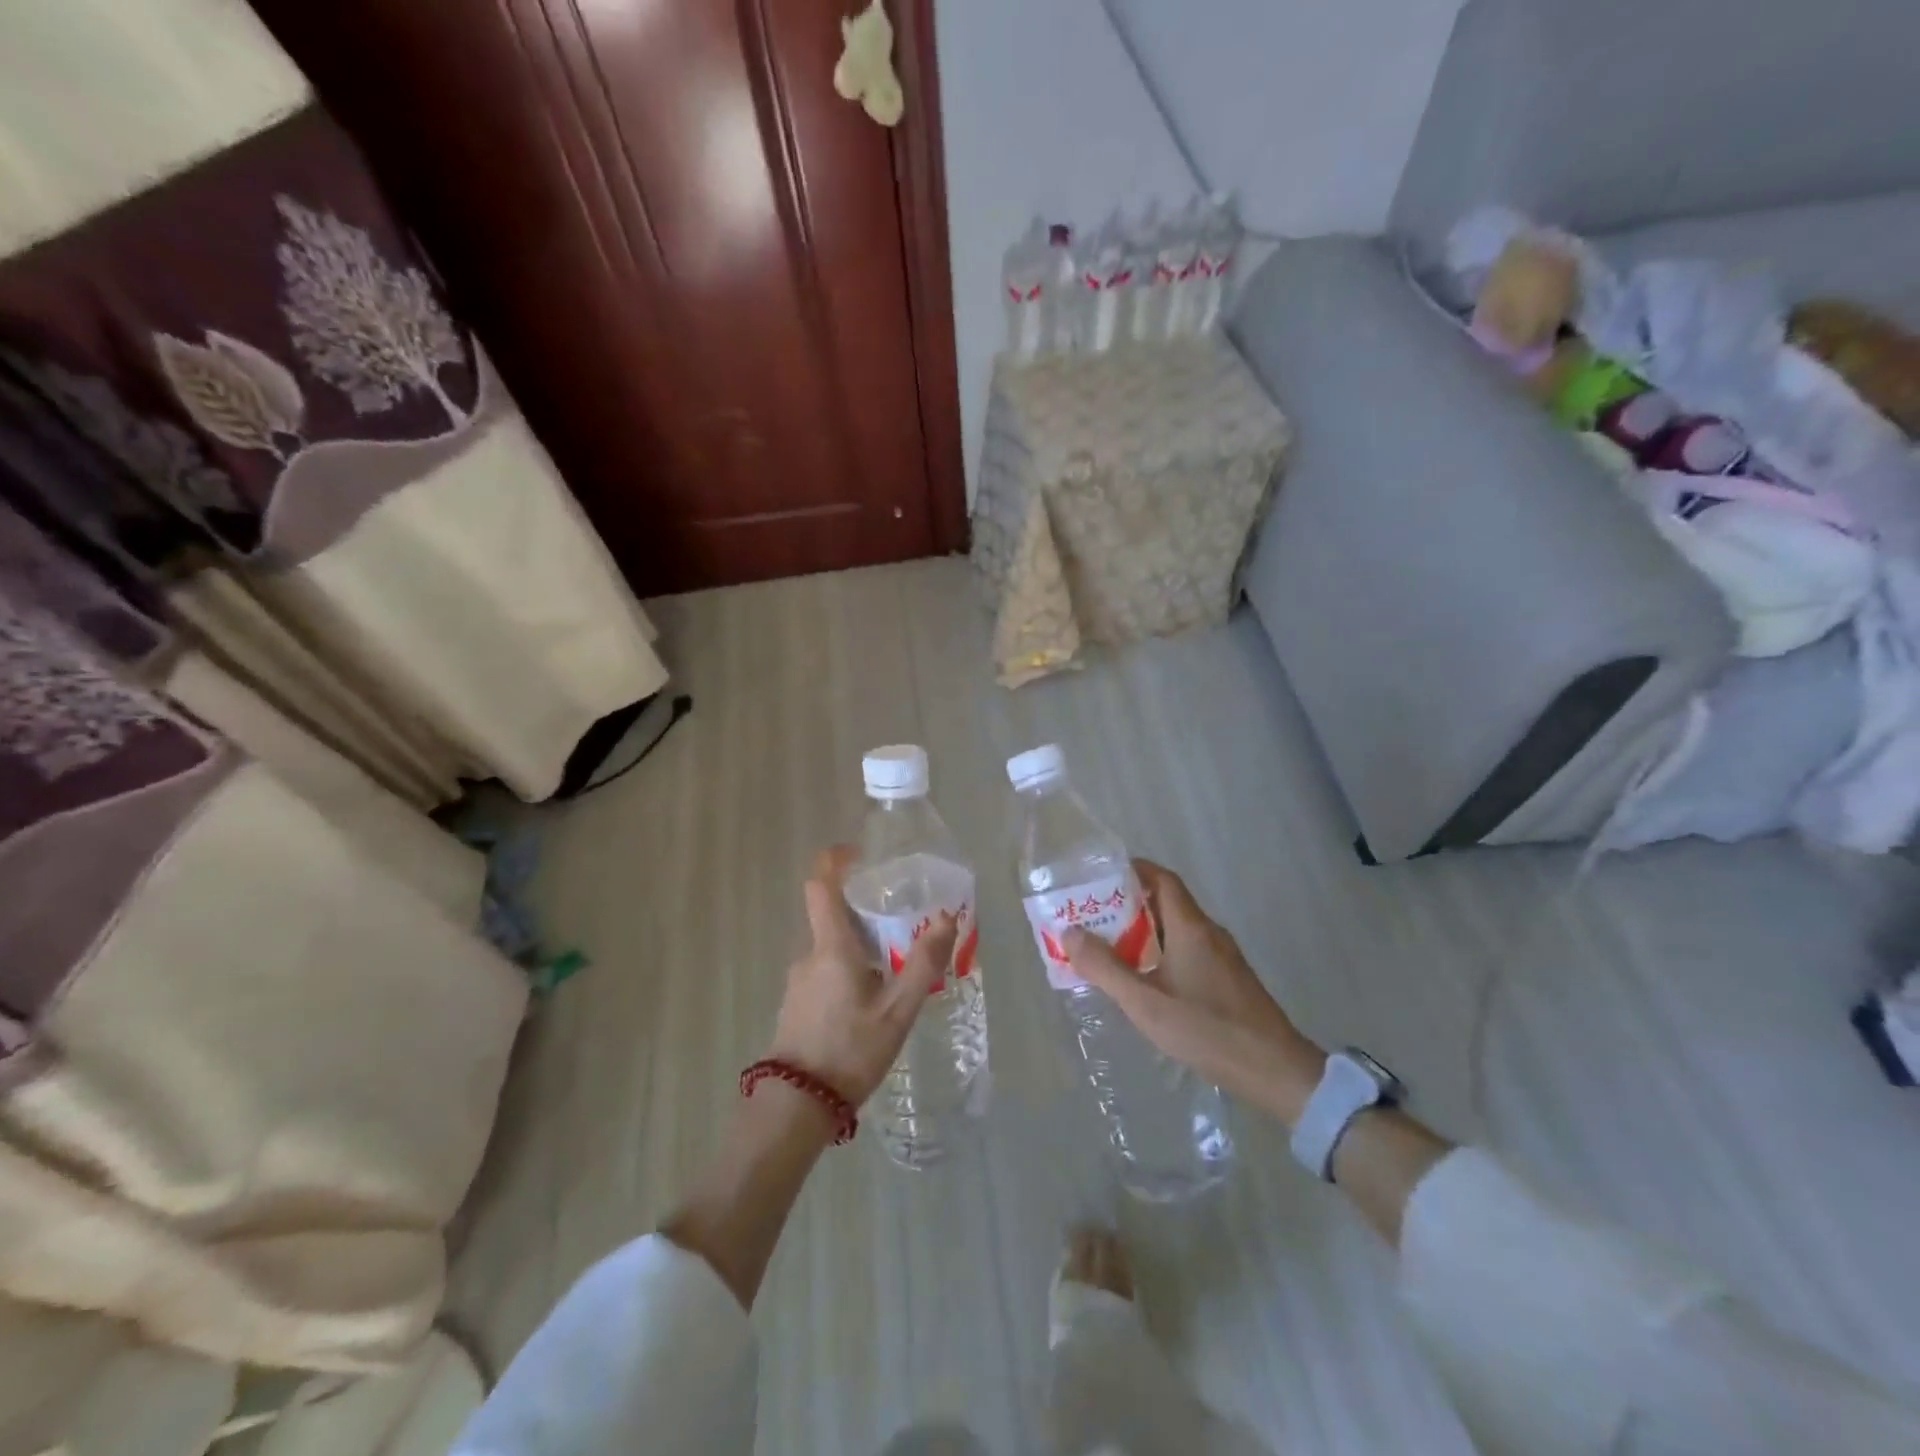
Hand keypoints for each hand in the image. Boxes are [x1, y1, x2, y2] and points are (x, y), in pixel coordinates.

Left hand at [766, 846, 957, 1109]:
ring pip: (830, 947)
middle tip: (900, 923)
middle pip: (832, 916)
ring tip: (894, 969)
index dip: (834, 861)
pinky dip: (847, 970)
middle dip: (863, 912)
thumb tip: (947, 918)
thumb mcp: (898, 1010)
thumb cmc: (850, 1050)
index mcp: (831, 946)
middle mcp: (809, 955)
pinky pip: (825, 971)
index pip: (820, 884)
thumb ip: (923, 963)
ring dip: (858, 947)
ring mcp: (798, 981)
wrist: (796, 1106)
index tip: (859, 855)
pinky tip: (871, 1001)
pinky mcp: (797, 1004)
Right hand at [1065, 860, 1325, 1125]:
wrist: (1276, 1072)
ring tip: (1108, 949)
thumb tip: (1070, 933)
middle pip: (1166, 903)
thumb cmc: (1207, 1030)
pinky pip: (1188, 951)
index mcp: (1191, 927)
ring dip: (1143, 932)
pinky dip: (1161, 953)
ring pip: (1176, 930)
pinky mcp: (1229, 980)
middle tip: (1093, 918)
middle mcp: (1209, 933)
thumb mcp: (1145, 1002)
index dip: (1132, 871)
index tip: (1100, 878)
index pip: (1162, 879)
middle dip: (1128, 905)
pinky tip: (1144, 980)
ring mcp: (1223, 957)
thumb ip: (1105, 968)